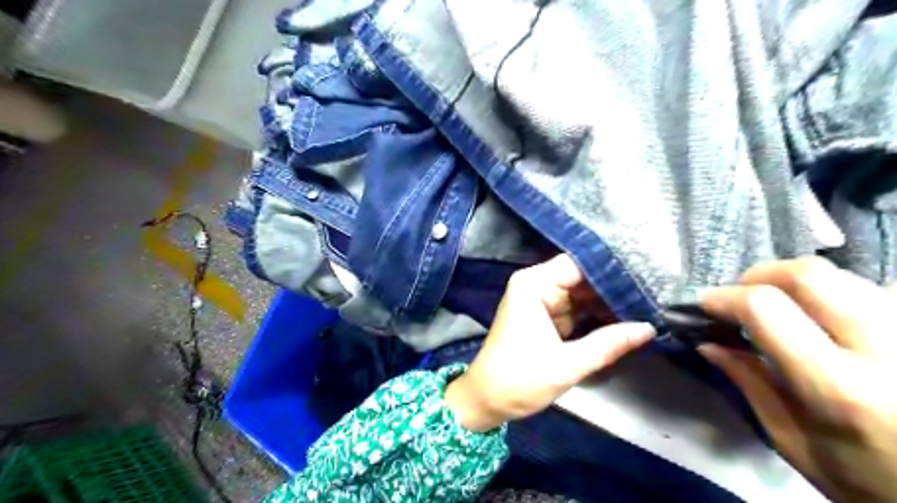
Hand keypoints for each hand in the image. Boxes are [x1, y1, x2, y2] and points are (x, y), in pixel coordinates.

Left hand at [445, 256, 657, 432]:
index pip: (579, 264)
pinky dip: (596, 314)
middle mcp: (536, 285)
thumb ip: (609, 343)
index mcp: (534, 284)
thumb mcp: (568, 364)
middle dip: (614, 286)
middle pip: (582, 277)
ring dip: (608, 301)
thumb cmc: (520, 379)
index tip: (646, 273)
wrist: (487, 400)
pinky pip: (576, 309)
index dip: (611, 268)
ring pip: (582, 293)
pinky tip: (625, 317)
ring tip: (648, 302)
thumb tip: (649, 328)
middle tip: (654, 291)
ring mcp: (541, 300)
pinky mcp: (545, 317)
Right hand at [700, 257, 896, 500]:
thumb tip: (708, 344)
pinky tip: (829, 322)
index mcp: (841, 389)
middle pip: (809, 274)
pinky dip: (838, 296)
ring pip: (845, 276)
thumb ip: (750, 385)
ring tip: (783, 309)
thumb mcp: (795, 442)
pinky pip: (877, 290)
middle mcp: (887, 350)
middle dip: (760, 276)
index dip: (726, 297)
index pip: (767, 308)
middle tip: (741, 296)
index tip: (705, 304)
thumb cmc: (870, 484)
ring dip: (798, 285)